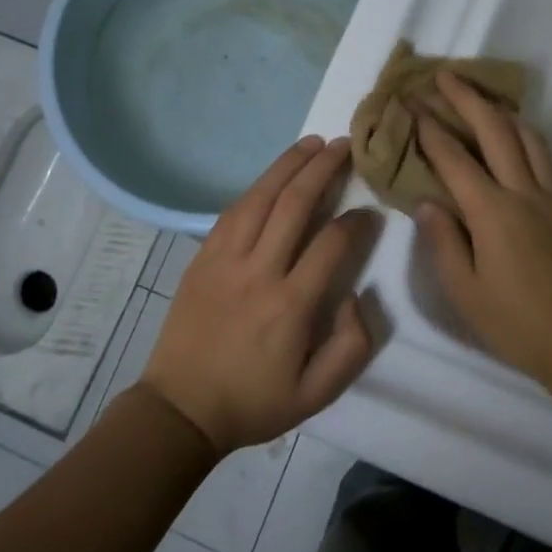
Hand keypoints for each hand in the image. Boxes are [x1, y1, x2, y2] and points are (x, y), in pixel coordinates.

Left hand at [142, 136, 379, 453]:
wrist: (181, 408)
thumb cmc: (254, 402)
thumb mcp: (317, 394)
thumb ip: (351, 346)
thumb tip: (357, 295)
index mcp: (290, 305)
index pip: (331, 244)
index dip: (356, 222)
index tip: (370, 212)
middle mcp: (258, 271)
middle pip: (294, 204)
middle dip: (323, 169)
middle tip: (345, 146)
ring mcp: (224, 259)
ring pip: (260, 197)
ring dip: (288, 165)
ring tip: (312, 143)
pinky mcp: (202, 257)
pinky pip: (232, 211)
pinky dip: (257, 187)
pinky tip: (273, 175)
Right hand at [412, 73, 551, 383]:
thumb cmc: (516, 322)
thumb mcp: (465, 291)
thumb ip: (443, 241)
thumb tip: (428, 202)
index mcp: (493, 213)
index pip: (454, 159)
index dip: (429, 129)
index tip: (410, 104)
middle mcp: (525, 193)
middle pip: (496, 130)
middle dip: (467, 98)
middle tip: (444, 75)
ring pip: (529, 136)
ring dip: (501, 110)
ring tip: (480, 98)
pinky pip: (545, 158)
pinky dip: (525, 136)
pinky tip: (513, 139)